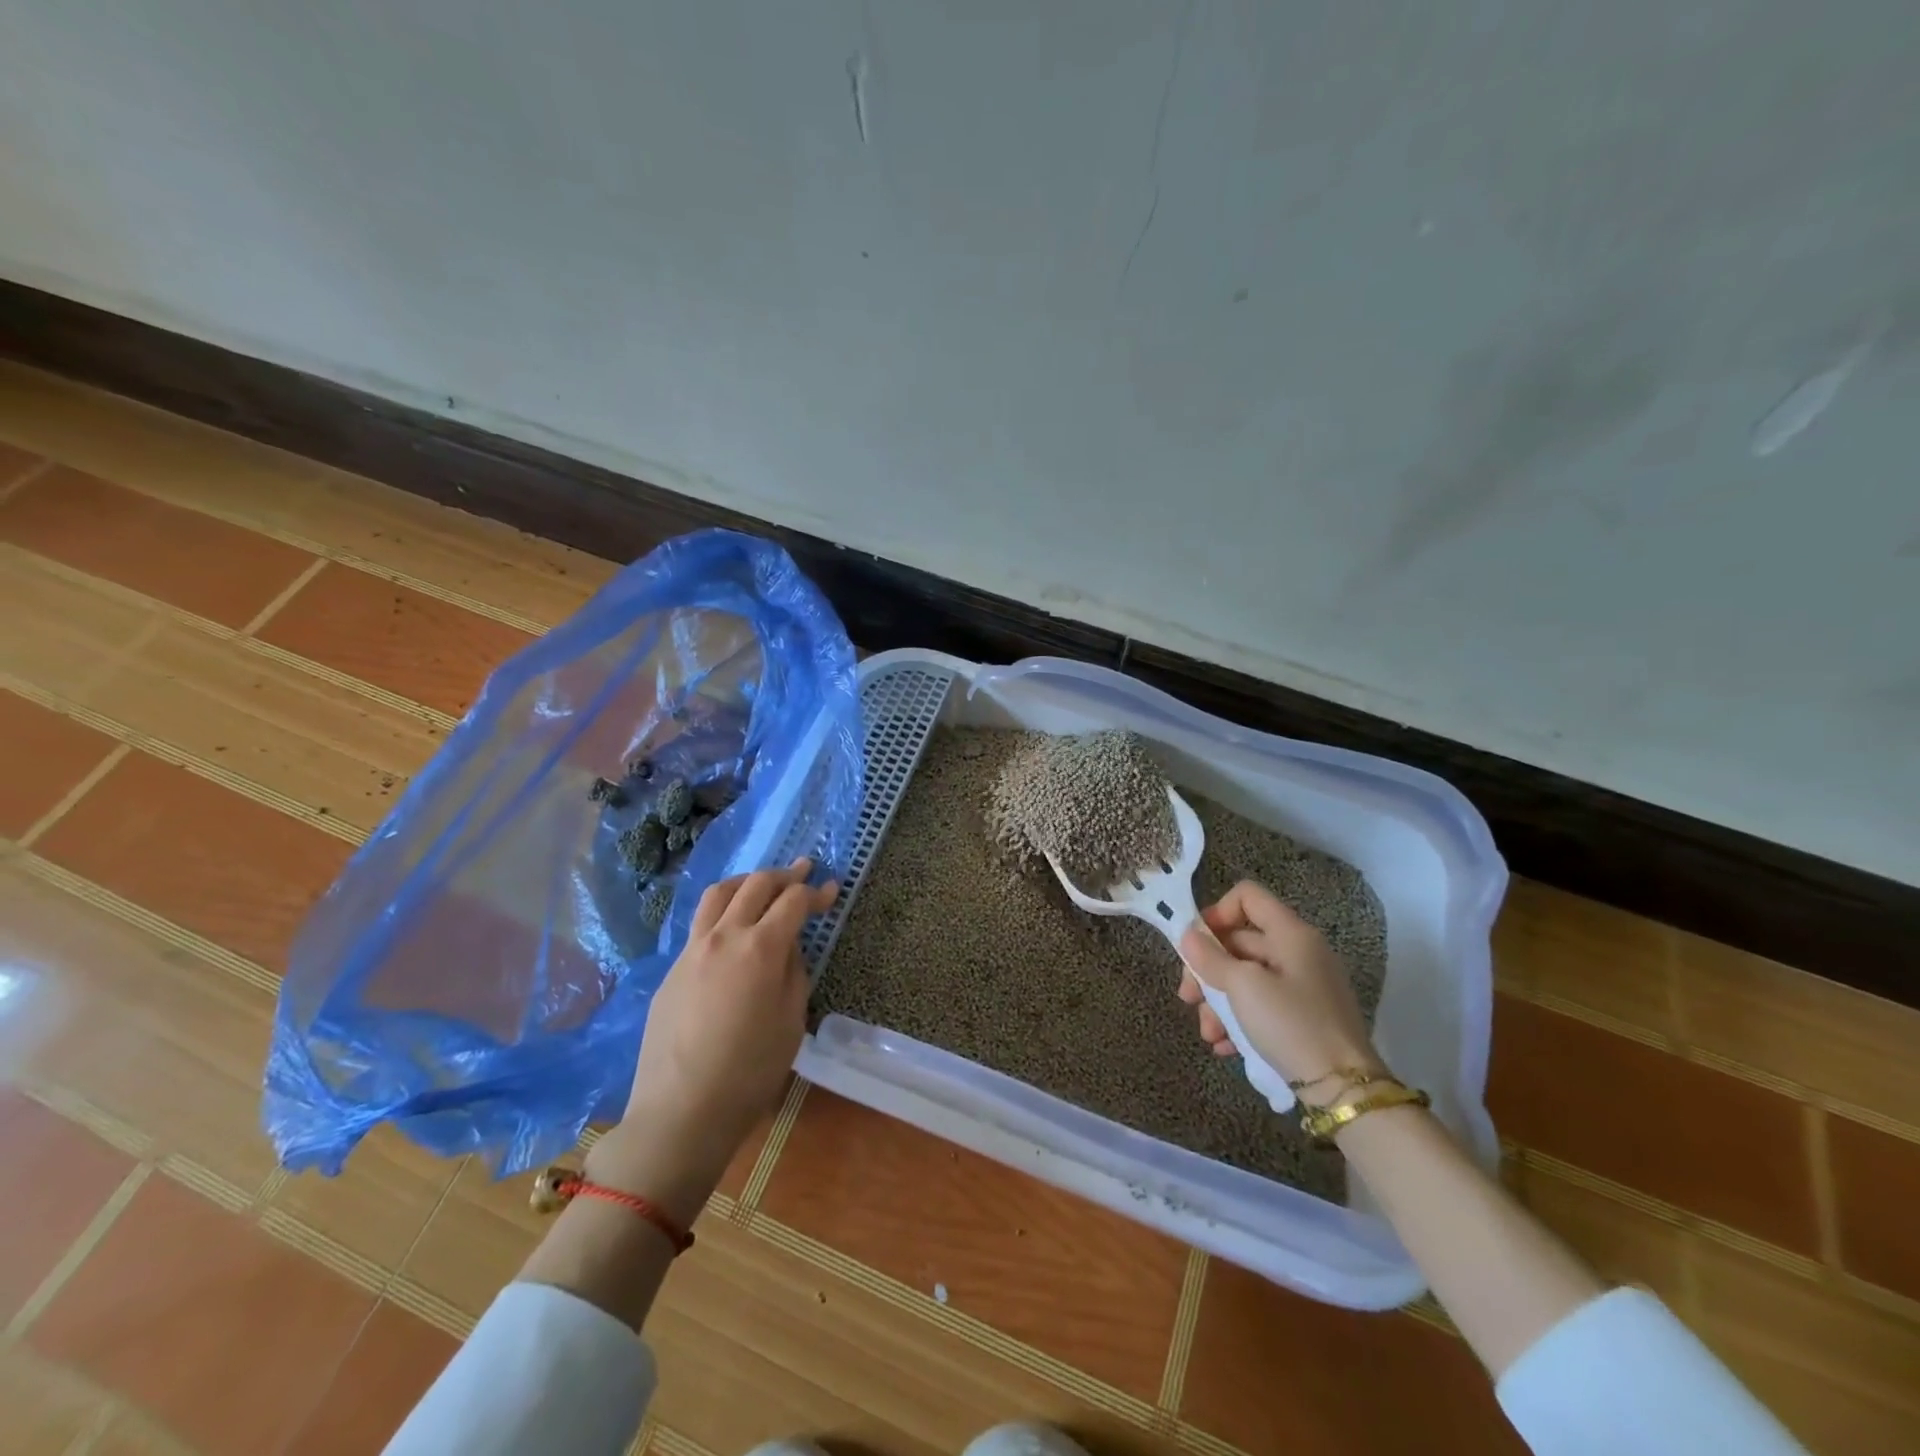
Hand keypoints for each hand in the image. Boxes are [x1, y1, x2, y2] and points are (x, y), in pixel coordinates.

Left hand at [588, 859, 837, 1220]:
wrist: (681, 1110)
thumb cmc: (750, 1071)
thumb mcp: (791, 1021)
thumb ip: (794, 973)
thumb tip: (788, 948)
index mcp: (760, 948)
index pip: (793, 901)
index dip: (816, 892)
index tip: (831, 890)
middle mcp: (724, 936)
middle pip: (756, 884)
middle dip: (784, 875)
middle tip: (803, 872)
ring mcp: (692, 949)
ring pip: (719, 893)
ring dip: (746, 881)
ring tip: (762, 885)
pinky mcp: (672, 968)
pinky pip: (700, 923)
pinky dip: (722, 910)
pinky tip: (731, 929)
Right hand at [1177, 880, 1383, 1091]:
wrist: (1343, 1089)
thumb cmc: (1291, 1024)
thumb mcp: (1243, 988)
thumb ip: (1211, 958)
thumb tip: (1188, 936)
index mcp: (1291, 934)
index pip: (1247, 896)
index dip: (1216, 913)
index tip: (1196, 944)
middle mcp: (1299, 952)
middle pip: (1240, 942)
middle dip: (1208, 970)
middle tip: (1188, 998)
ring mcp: (1303, 985)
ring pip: (1246, 978)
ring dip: (1219, 1002)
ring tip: (1208, 1034)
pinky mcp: (1304, 1016)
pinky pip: (1262, 1004)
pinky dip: (1240, 1019)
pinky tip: (1225, 1046)